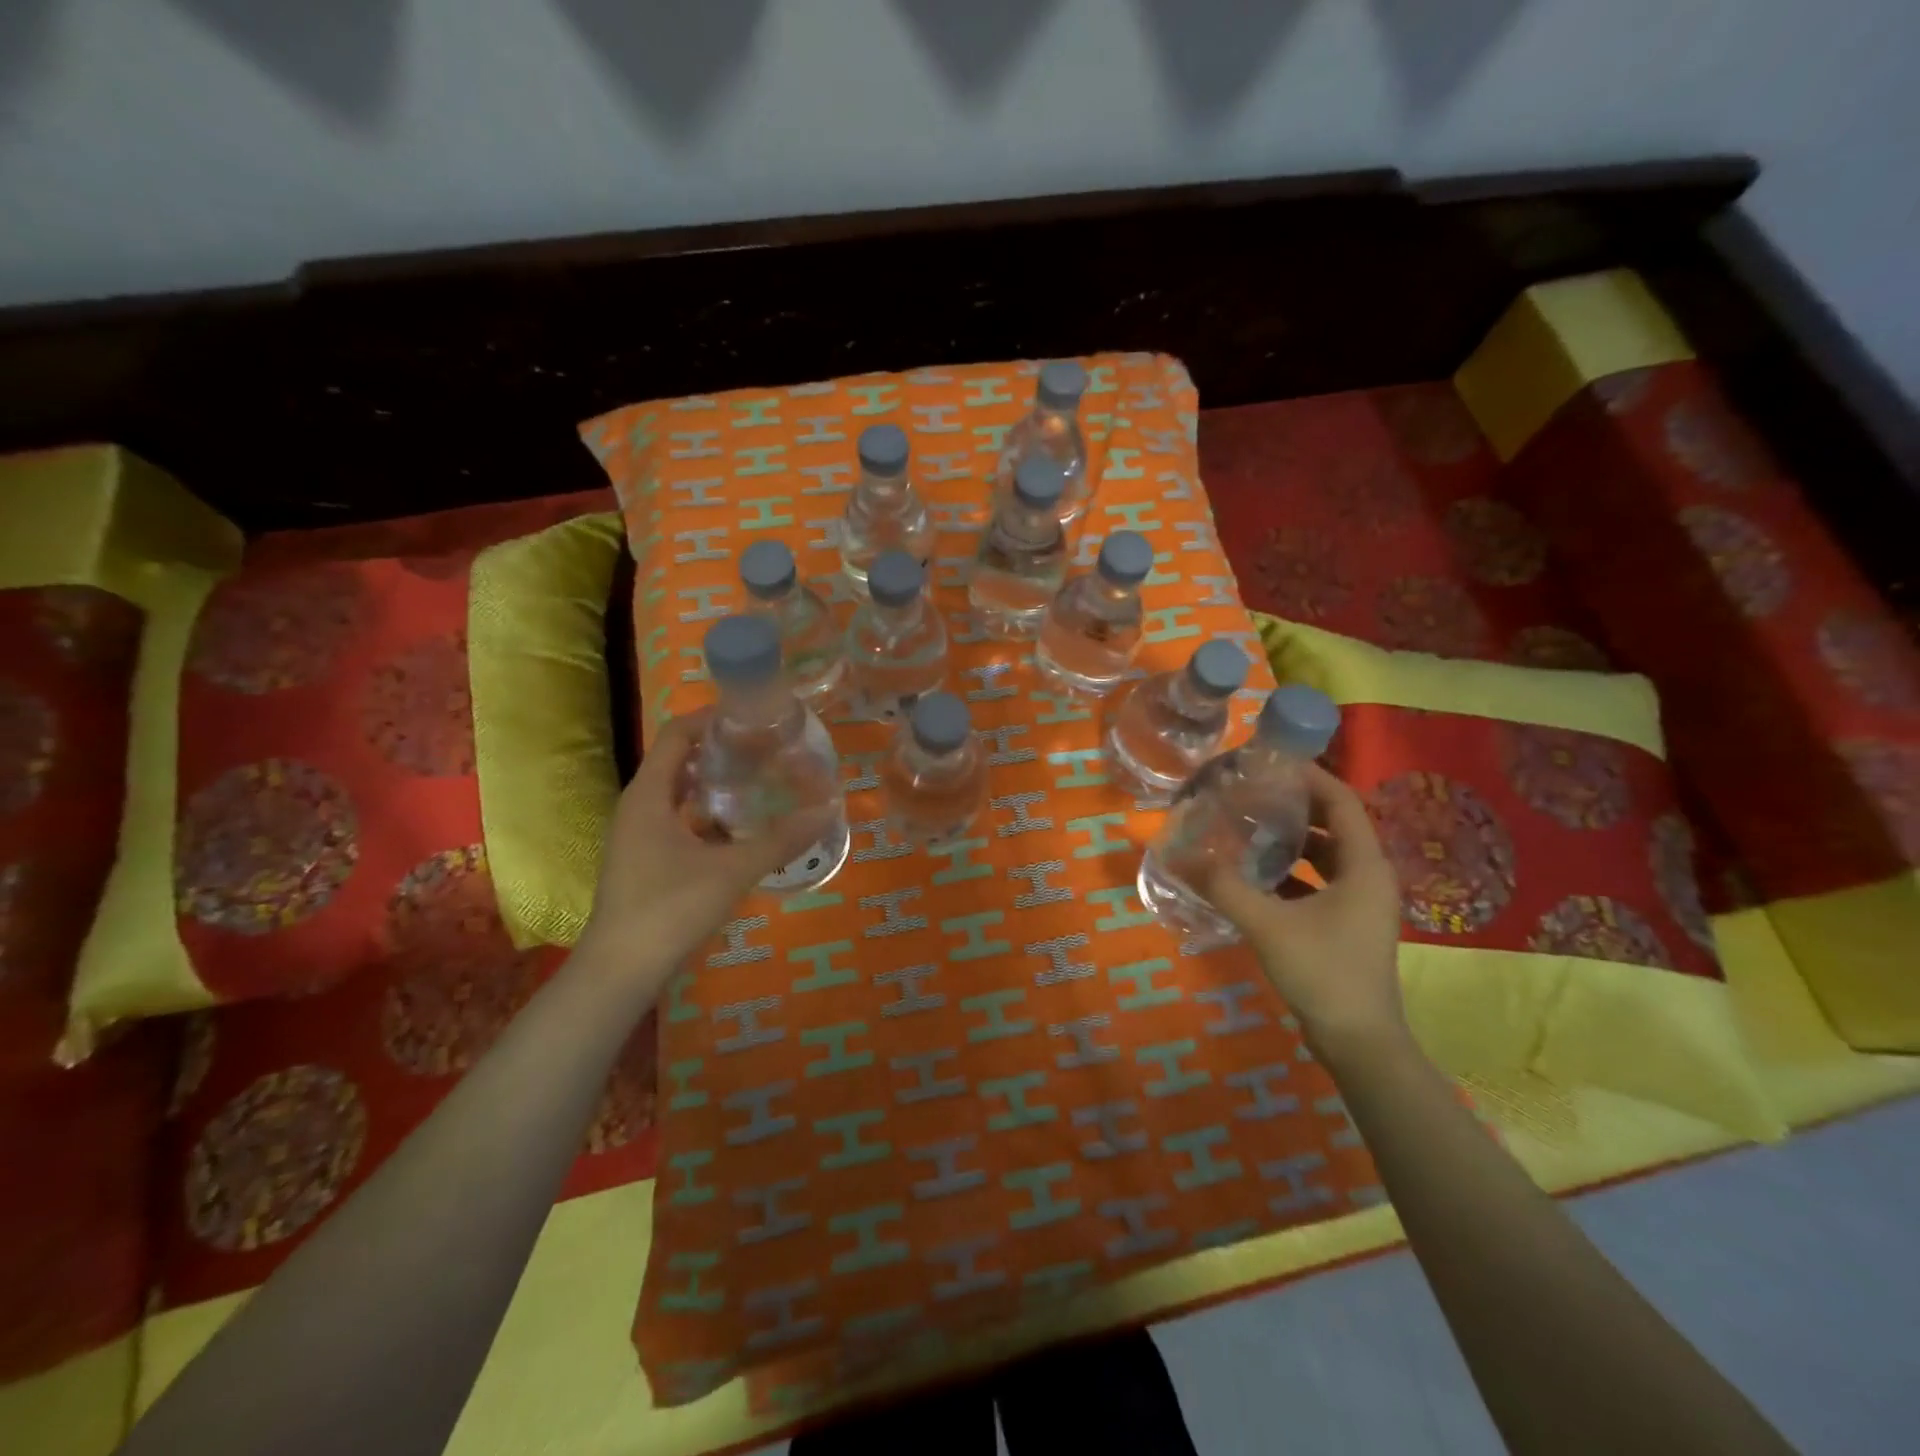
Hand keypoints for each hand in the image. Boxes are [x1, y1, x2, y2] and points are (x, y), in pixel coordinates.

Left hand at [575, 711, 832, 987]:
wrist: (620, 971)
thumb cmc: (669, 908)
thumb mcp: (731, 870)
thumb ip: (779, 840)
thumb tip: (826, 811)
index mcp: (649, 795)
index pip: (677, 735)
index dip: (712, 717)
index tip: (753, 714)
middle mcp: (639, 807)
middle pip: (679, 761)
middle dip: (720, 749)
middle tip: (766, 745)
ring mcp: (639, 836)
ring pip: (679, 794)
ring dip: (715, 782)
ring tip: (760, 778)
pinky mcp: (646, 861)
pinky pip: (680, 821)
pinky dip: (708, 814)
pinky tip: (742, 827)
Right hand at [1200, 762, 1407, 1048]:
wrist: (1359, 1043)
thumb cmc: (1323, 972)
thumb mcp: (1267, 924)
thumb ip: (1222, 886)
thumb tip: (1178, 854)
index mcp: (1365, 866)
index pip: (1341, 801)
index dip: (1309, 776)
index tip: (1269, 763)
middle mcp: (1369, 877)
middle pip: (1333, 824)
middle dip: (1293, 806)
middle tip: (1250, 791)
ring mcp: (1359, 904)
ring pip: (1325, 856)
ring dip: (1290, 840)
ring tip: (1246, 826)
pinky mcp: (1346, 925)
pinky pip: (1318, 883)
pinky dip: (1289, 872)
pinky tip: (1253, 875)